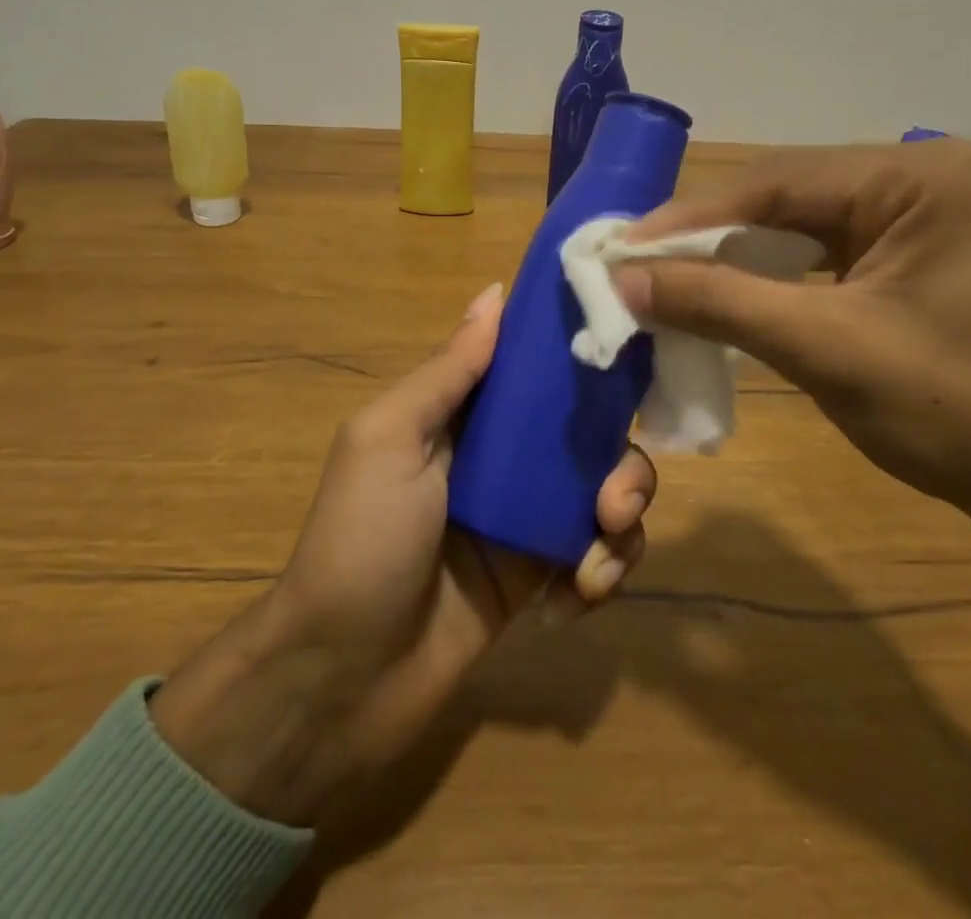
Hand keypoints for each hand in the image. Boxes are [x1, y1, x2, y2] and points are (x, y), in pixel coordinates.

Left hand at [150, 283, 654, 821]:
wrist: (341, 680)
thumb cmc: (361, 540)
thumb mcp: (389, 439)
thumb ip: (448, 371)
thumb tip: (495, 291)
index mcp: (465, 415)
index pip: (537, 370)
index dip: (584, 362)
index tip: (629, 367)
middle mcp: (502, 457)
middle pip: (588, 435)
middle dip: (619, 462)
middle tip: (613, 500)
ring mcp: (524, 518)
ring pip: (605, 494)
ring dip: (621, 522)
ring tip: (595, 561)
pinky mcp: (539, 577)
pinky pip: (595, 556)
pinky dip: (601, 572)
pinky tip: (576, 597)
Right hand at [610, 138, 970, 534]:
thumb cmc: (957, 415)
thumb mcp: (825, 349)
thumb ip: (718, 303)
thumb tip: (623, 280)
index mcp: (919, 178)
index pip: (776, 181)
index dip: (689, 217)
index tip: (621, 248)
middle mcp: (924, 176)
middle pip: (787, 196)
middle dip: (709, 235)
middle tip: (638, 264)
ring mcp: (926, 213)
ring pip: (801, 223)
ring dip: (735, 254)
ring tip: (669, 277)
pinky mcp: (919, 252)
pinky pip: (826, 249)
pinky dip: (773, 273)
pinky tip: (730, 290)